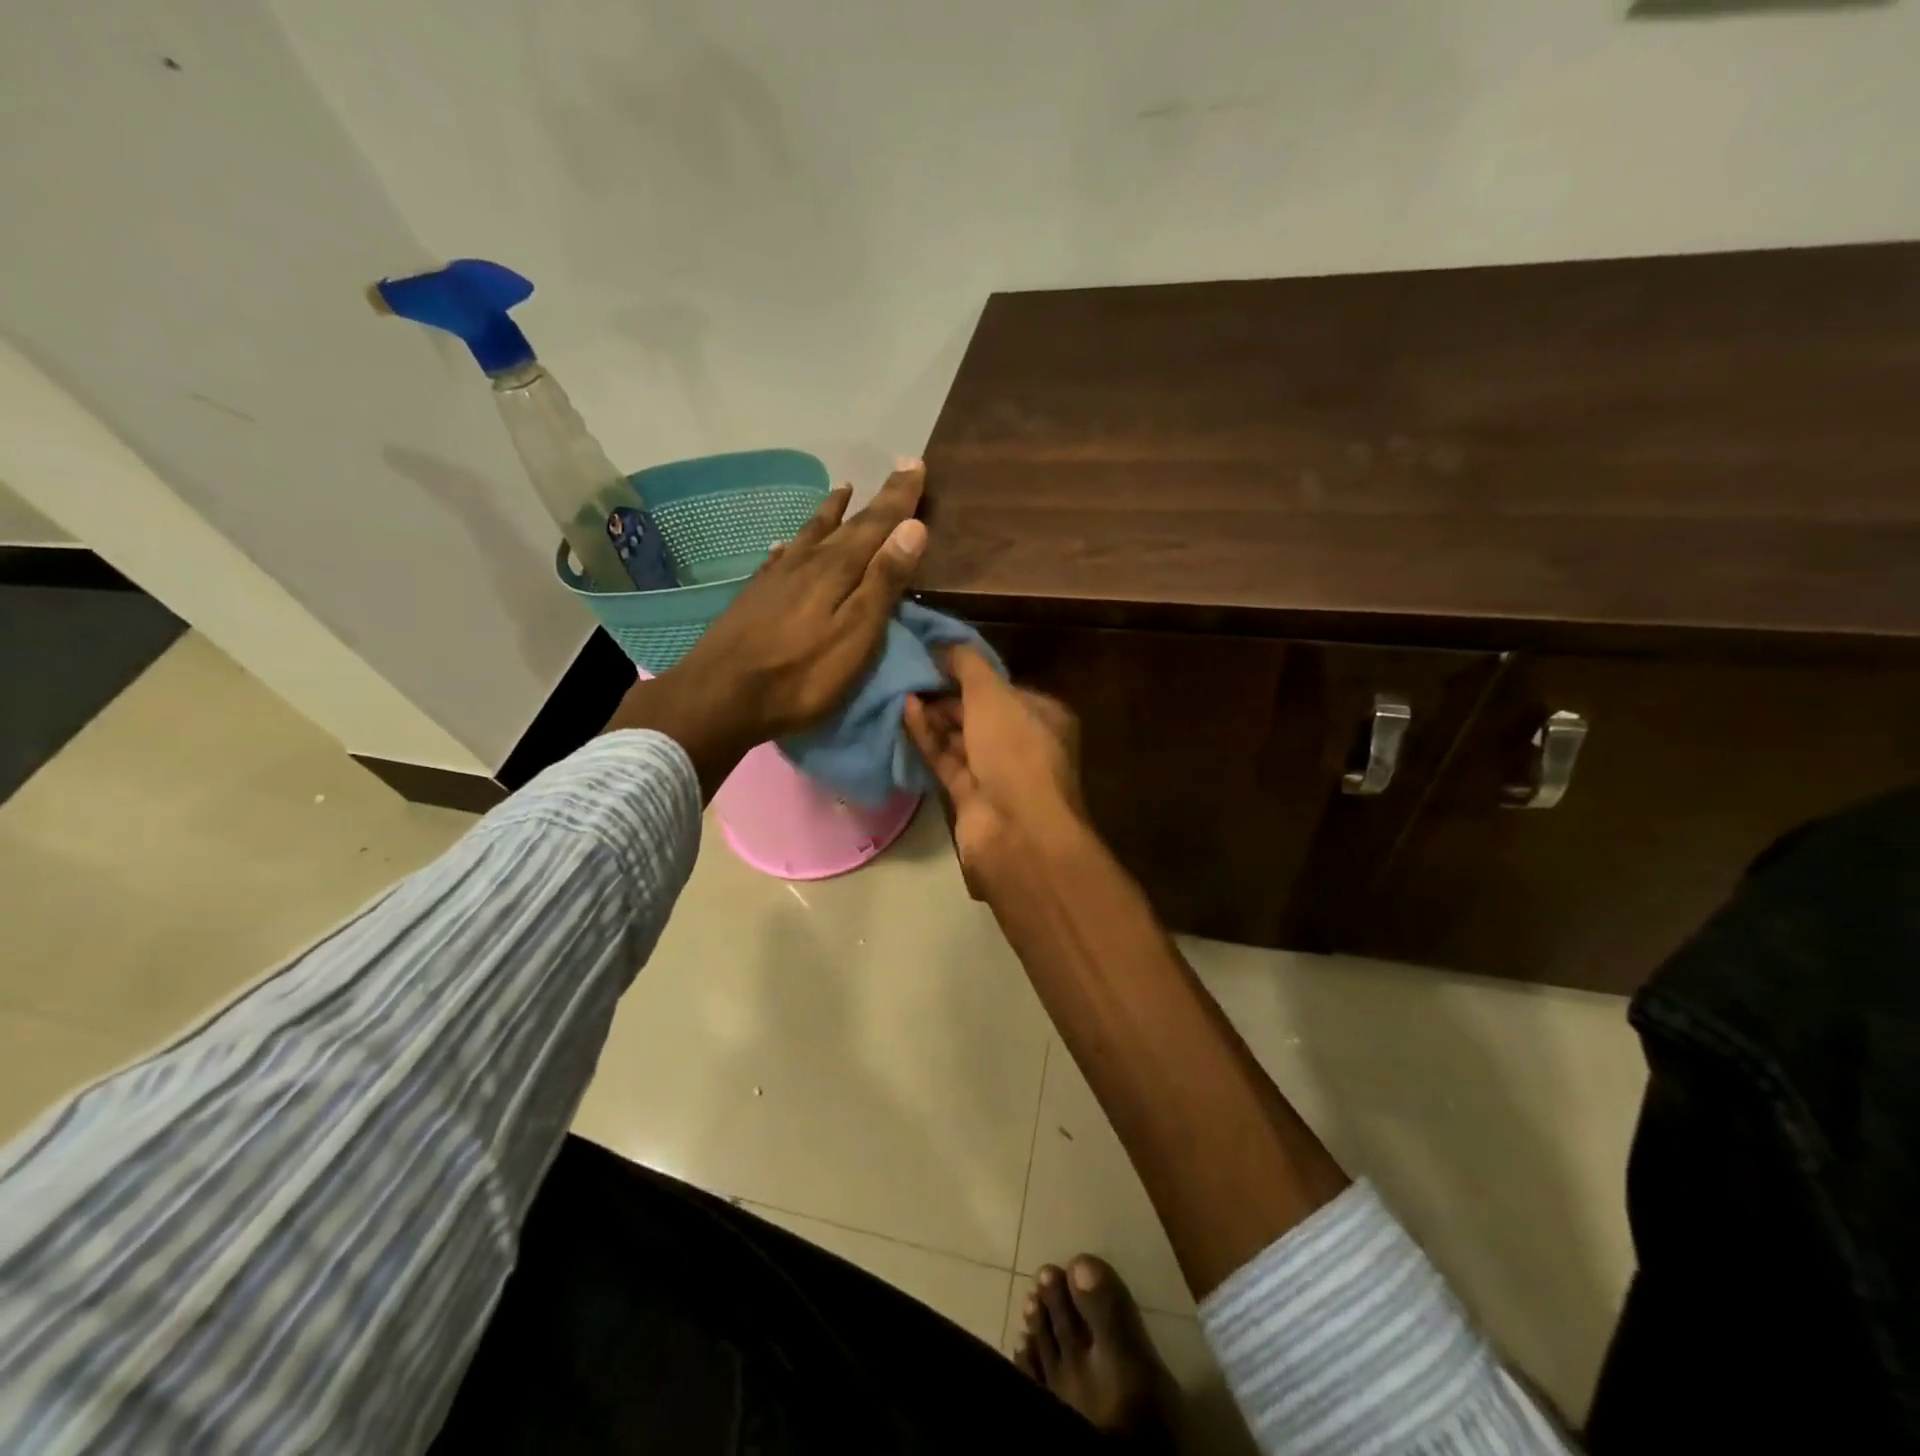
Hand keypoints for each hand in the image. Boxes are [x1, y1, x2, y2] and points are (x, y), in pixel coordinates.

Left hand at [607, 459, 927, 795]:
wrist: (721, 695)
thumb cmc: (801, 674)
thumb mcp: (856, 634)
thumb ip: (883, 581)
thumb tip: (913, 526)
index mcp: (838, 569)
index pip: (877, 523)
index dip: (899, 496)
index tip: (916, 463)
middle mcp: (807, 562)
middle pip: (847, 524)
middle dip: (875, 500)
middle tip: (896, 472)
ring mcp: (777, 577)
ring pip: (810, 533)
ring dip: (830, 512)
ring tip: (843, 489)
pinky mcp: (755, 596)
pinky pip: (780, 556)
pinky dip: (792, 543)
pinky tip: (785, 544)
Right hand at [902, 645, 1086, 894]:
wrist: (1016, 829)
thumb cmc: (1015, 750)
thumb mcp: (993, 694)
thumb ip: (967, 665)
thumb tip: (944, 645)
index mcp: (1042, 716)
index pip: (1003, 688)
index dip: (970, 672)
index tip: (935, 657)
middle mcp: (1023, 743)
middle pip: (980, 712)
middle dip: (947, 695)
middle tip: (910, 673)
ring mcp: (997, 773)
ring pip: (960, 738)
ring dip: (933, 716)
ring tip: (900, 690)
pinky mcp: (971, 796)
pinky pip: (946, 760)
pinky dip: (928, 739)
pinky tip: (905, 714)